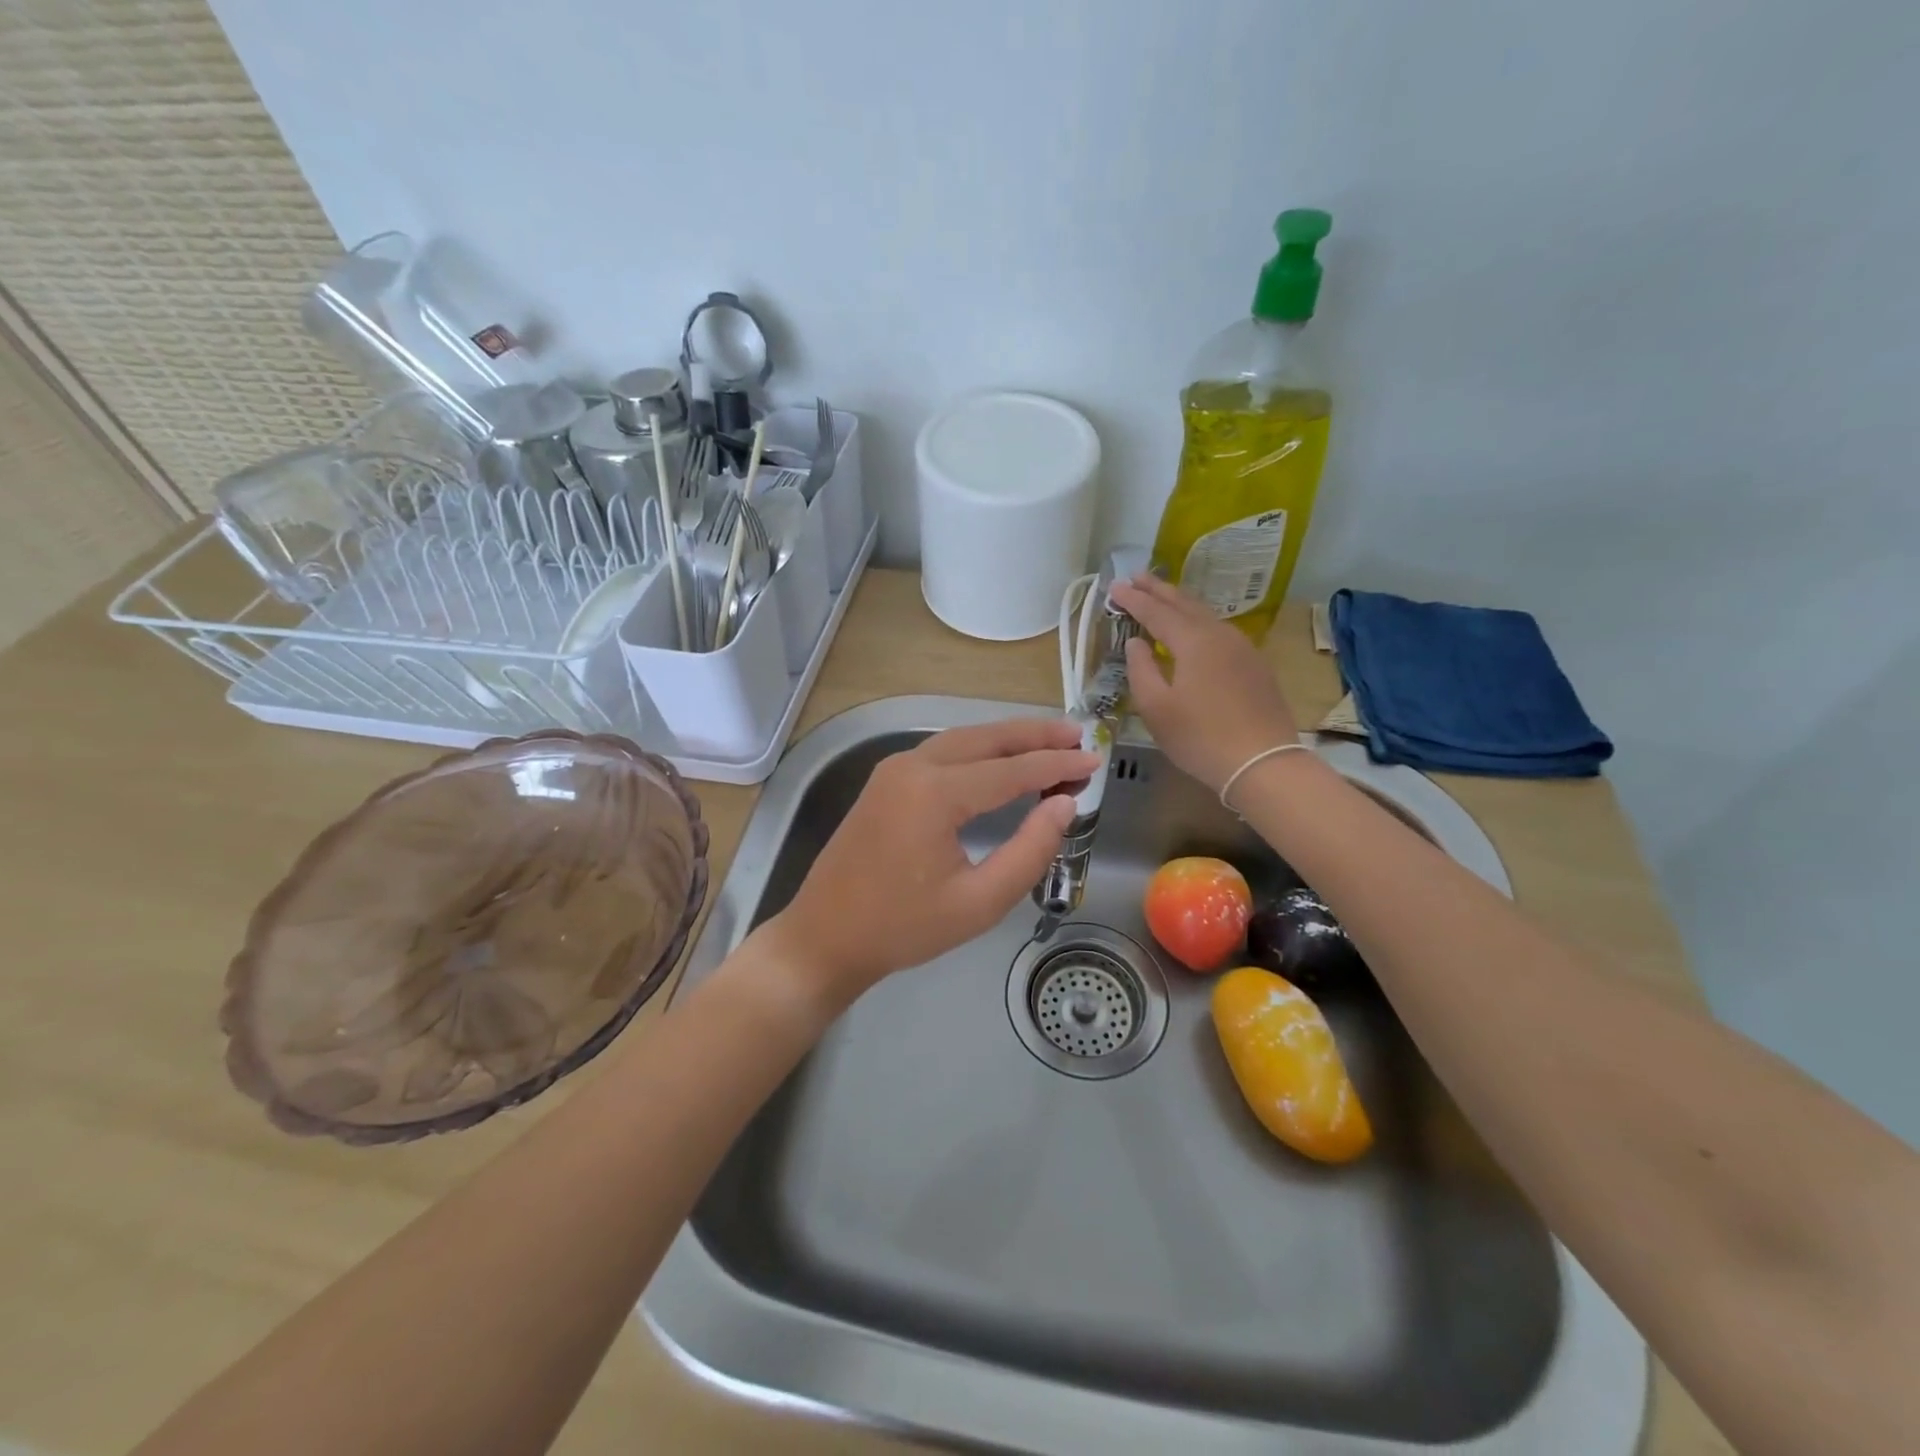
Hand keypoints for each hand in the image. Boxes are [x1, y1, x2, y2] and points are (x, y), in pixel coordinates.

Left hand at [763, 718, 1096, 1007]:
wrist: (824, 937)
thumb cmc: (902, 929)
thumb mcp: (978, 903)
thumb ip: (1029, 852)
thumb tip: (1064, 807)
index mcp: (934, 793)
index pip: (1012, 770)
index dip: (1057, 766)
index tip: (1094, 762)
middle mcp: (913, 766)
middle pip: (987, 738)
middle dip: (1035, 735)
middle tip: (1078, 737)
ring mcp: (894, 769)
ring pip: (963, 738)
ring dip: (1007, 738)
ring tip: (1051, 741)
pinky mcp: (886, 780)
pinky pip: (943, 751)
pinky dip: (980, 750)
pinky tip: (1002, 759)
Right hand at [1109, 575, 1299, 794]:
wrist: (1263, 763)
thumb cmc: (1200, 738)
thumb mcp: (1156, 708)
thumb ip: (1141, 669)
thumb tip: (1136, 642)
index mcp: (1193, 641)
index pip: (1156, 611)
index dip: (1133, 599)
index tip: (1114, 587)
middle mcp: (1220, 635)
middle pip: (1185, 603)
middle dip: (1159, 589)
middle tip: (1137, 576)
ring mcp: (1242, 648)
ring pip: (1206, 614)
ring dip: (1180, 602)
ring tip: (1162, 596)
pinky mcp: (1254, 665)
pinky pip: (1219, 630)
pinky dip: (1198, 620)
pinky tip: (1193, 628)